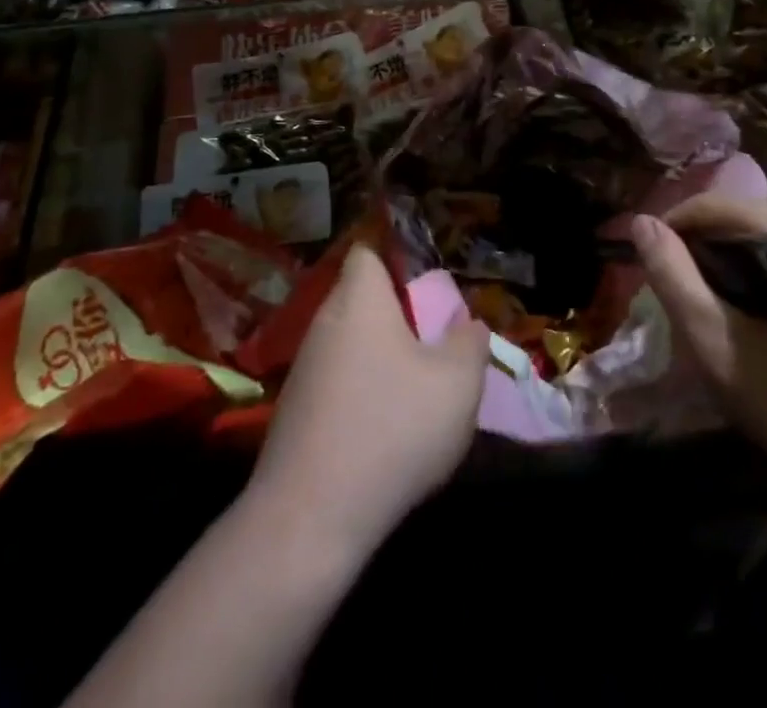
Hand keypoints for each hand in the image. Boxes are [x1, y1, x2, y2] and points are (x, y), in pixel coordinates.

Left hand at [249, 244, 487, 552]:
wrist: (309, 517)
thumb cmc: (392, 428)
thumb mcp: (457, 383)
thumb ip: (470, 343)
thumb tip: (468, 324)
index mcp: (359, 299)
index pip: (368, 250)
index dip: (397, 255)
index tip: (427, 281)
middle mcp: (325, 321)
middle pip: (363, 298)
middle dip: (398, 313)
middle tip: (435, 339)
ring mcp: (305, 367)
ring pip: (352, 342)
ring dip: (382, 356)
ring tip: (417, 388)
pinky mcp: (296, 410)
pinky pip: (338, 381)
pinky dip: (362, 391)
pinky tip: (385, 428)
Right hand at [633, 195, 766, 513]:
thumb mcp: (721, 348)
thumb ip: (674, 279)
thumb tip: (640, 223)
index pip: (723, 206)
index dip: (675, 226)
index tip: (649, 262)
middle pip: (753, 223)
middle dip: (708, 251)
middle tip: (684, 296)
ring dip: (741, 268)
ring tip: (721, 312)